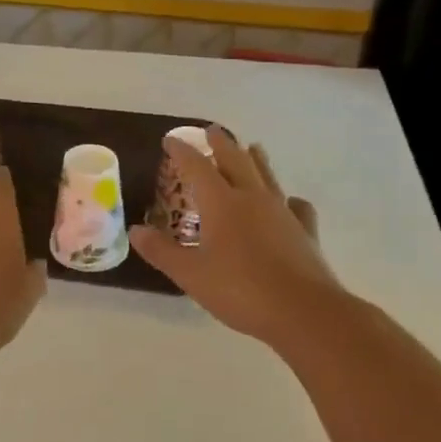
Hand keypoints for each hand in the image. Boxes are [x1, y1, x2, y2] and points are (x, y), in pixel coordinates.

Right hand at [130, 129, 346, 349]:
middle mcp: (253, 198)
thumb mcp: (190, 274)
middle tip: (212, 130)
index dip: (182, 152)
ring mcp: (283, 213)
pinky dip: (290, 200)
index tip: (170, 139)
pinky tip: (291, 203)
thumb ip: (162, 251)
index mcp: (222, 203)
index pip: (197, 167)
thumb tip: (135, 230)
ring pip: (267, 176)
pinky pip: (297, 207)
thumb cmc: (240, 290)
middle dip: (221, 143)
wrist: (303, 311)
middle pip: (236, 160)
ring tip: (253, 147)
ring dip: (256, 159)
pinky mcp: (305, 232)